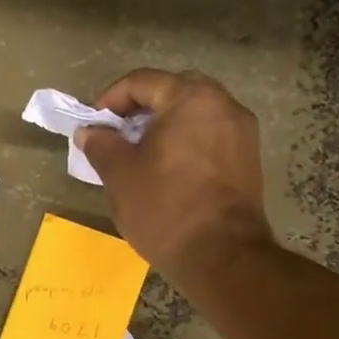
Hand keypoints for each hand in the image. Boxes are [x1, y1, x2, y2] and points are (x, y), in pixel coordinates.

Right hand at [75, 69, 272, 274]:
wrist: (223, 257)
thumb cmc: (165, 206)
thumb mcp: (119, 173)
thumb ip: (101, 144)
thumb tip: (89, 132)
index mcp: (191, 98)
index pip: (142, 81)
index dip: (110, 99)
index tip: (93, 125)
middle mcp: (224, 105)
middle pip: (172, 90)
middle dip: (140, 107)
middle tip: (117, 133)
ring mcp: (242, 132)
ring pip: (194, 113)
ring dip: (164, 124)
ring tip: (139, 152)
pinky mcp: (248, 159)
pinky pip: (210, 134)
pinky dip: (185, 140)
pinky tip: (166, 167)